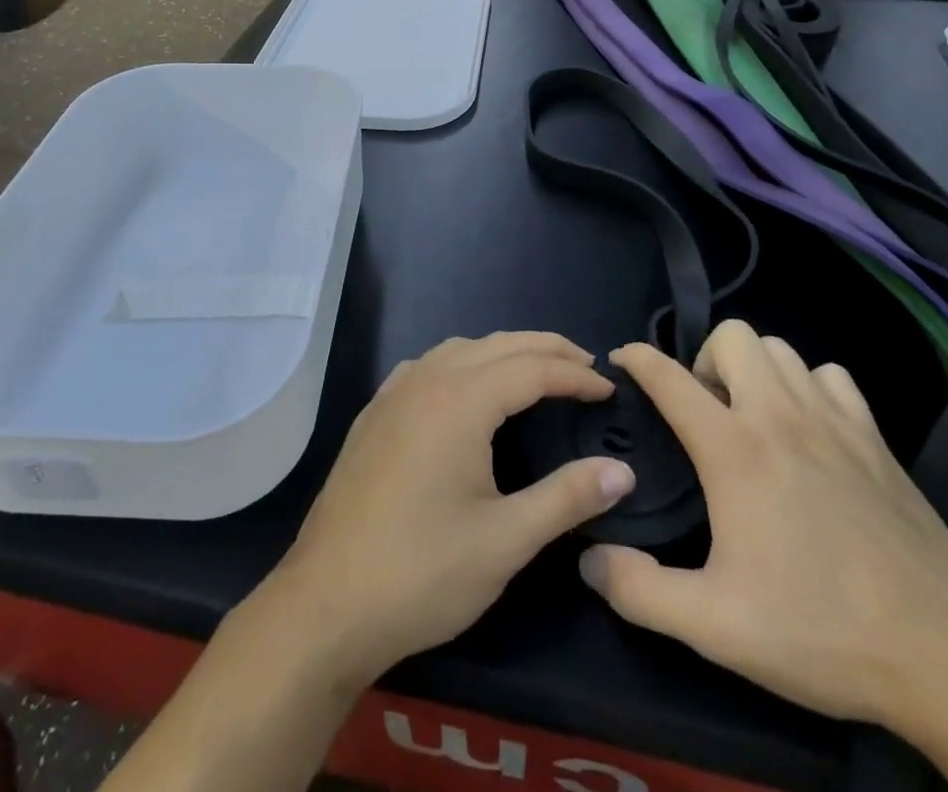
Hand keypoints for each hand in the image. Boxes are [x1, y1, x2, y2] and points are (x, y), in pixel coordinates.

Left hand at [266, 332, 634, 687]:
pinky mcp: (374, 413)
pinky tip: (468, 389)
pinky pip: (429, 365)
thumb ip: (566, 498)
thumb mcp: (505, 541)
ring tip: (537, 373)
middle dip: (546, 349)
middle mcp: (427, 380)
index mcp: (461, 401)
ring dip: (504, 351)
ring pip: (461, 349)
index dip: (575, 376)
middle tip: (586, 369)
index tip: (610, 390)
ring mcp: (394, 393)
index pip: (532, 368)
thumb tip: (622, 471)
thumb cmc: (421, 572)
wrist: (326, 603)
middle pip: (498, 345)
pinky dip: (464, 362)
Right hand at [576, 324, 947, 729]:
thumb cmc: (821, 631)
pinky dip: (810, 386)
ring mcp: (833, 419)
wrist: (946, 655)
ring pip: (781, 348)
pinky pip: (831, 376)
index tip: (620, 360)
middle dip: (706, 359)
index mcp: (734, 448)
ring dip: (755, 369)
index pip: (669, 376)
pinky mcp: (875, 437)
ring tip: (752, 417)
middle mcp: (779, 415)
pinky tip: (810, 430)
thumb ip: (639, 591)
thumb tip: (587, 559)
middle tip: (705, 412)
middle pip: (732, 335)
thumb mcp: (715, 627)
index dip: (636, 359)